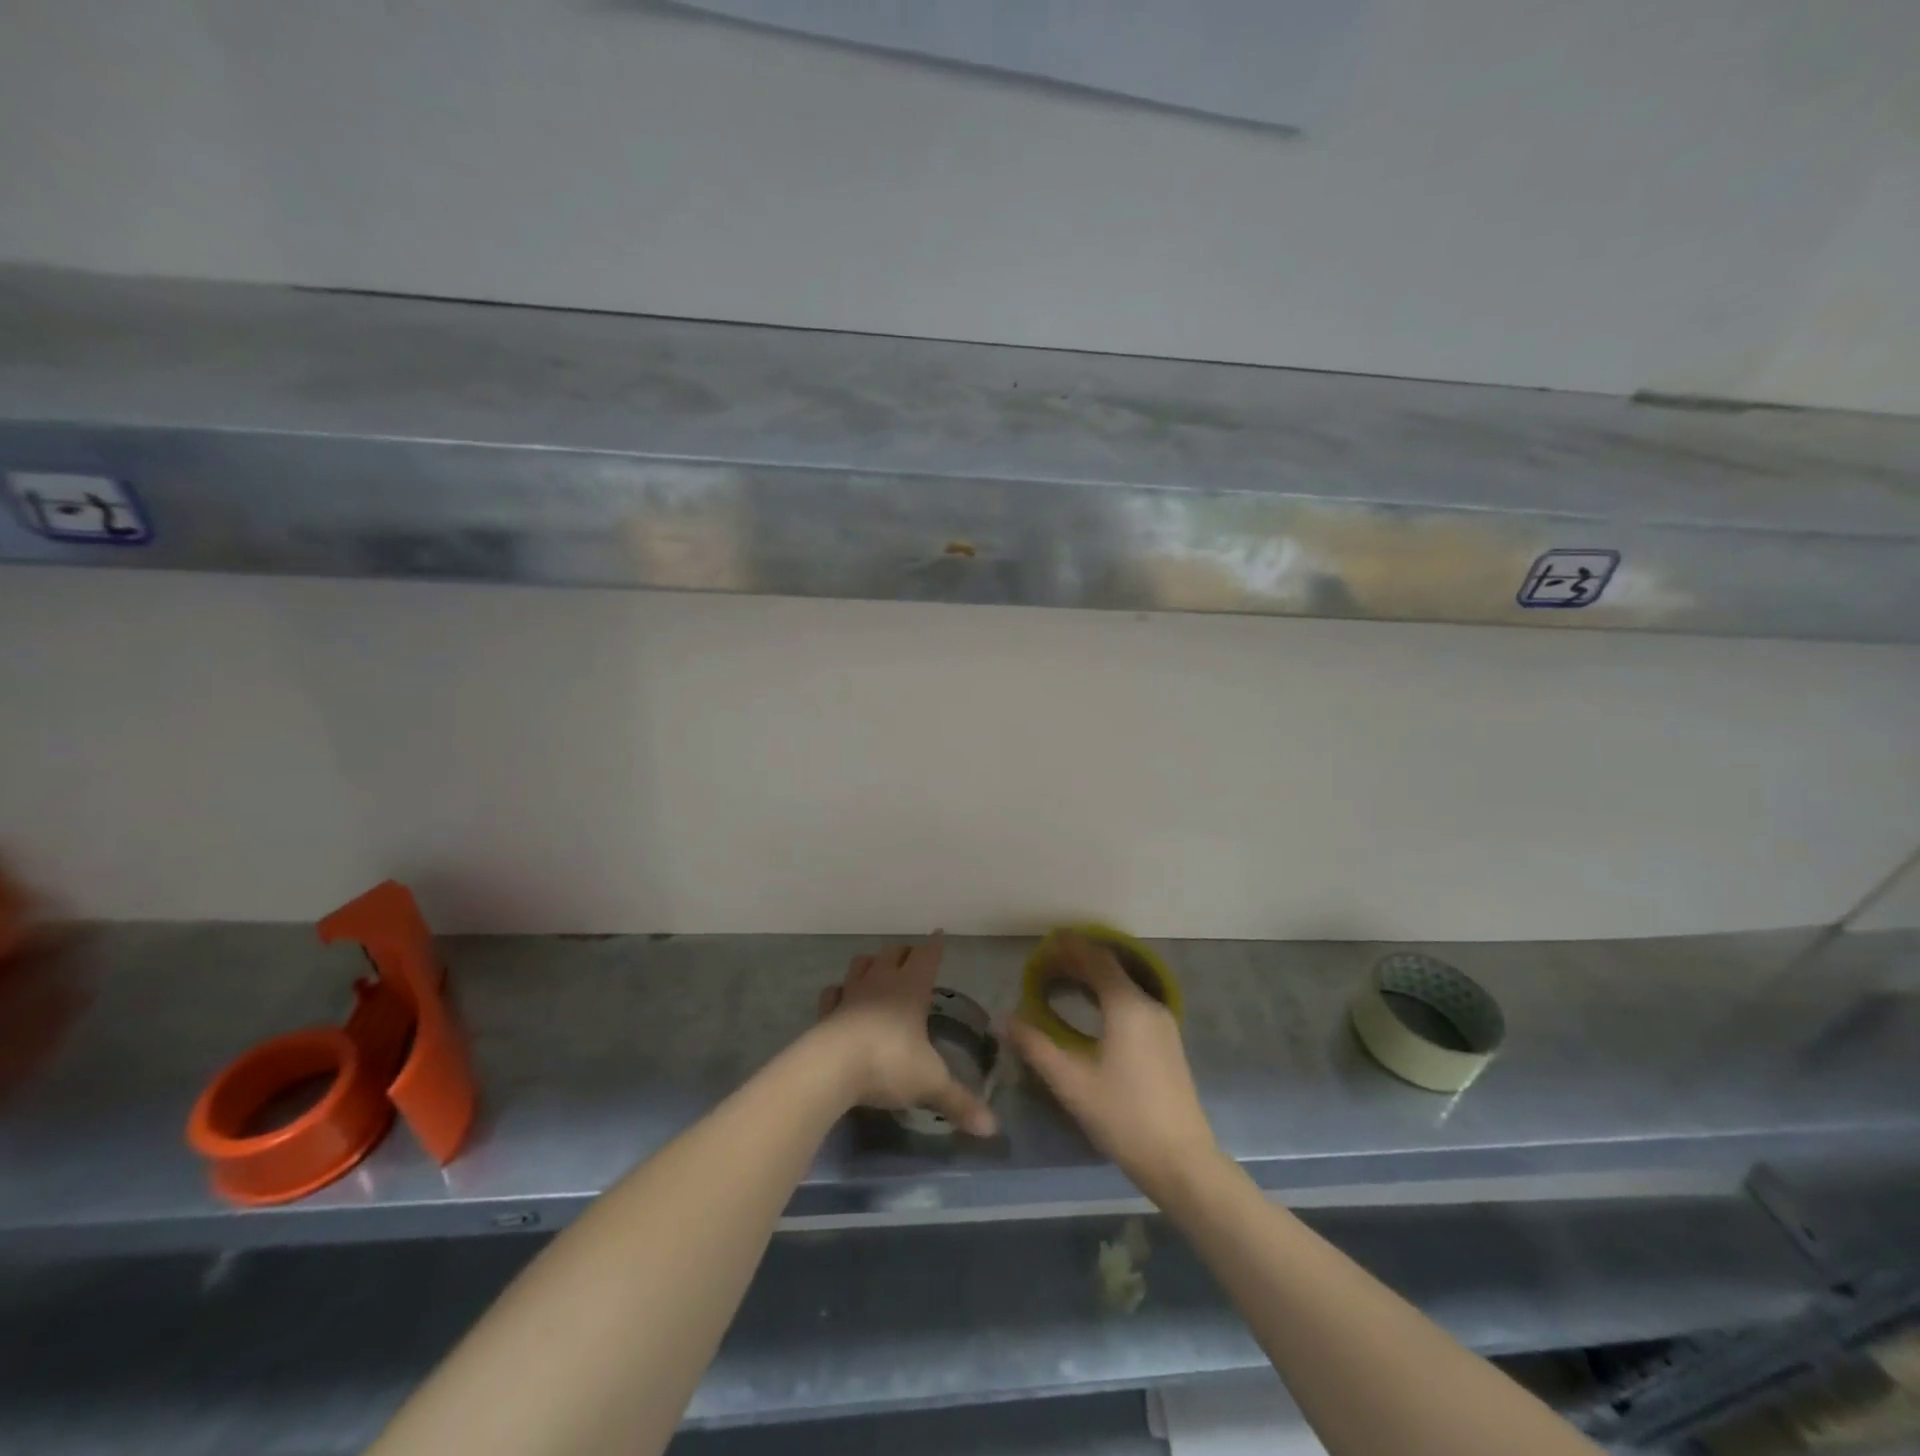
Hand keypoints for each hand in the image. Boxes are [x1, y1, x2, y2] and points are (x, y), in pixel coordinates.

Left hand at [812, 933, 997, 1136]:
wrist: (832, 1068)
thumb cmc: (889, 1063)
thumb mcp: (931, 1084)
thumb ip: (959, 1102)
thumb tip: (993, 1128)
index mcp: (912, 988)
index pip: (927, 956)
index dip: (935, 946)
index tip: (939, 934)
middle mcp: (881, 982)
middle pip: (893, 953)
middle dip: (904, 952)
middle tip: (912, 958)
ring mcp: (851, 993)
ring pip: (861, 964)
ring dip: (871, 964)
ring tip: (877, 971)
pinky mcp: (826, 1012)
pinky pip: (833, 992)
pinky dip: (840, 992)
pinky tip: (842, 999)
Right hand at [1009, 933, 1217, 1198]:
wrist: (1181, 1160)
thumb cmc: (1123, 1116)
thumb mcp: (1071, 1082)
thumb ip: (1035, 1046)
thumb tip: (1004, 1019)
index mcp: (1127, 1006)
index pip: (1097, 959)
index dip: (1071, 947)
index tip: (1046, 942)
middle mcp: (1148, 1005)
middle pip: (1111, 969)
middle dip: (1079, 962)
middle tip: (1046, 963)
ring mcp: (1162, 1024)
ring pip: (1124, 987)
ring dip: (1094, 980)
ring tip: (1063, 983)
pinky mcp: (1167, 1043)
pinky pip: (1133, 1004)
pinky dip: (1108, 997)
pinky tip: (1091, 1014)